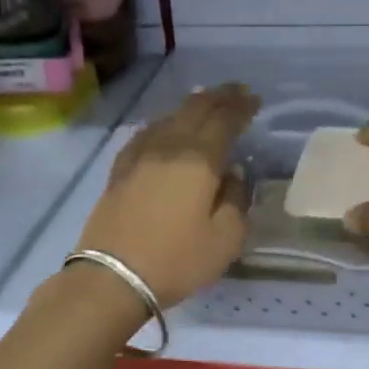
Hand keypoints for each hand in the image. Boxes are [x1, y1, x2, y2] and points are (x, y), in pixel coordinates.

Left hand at [74, 83, 258, 307]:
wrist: (113, 276)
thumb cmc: (177, 260)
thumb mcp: (225, 239)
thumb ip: (236, 201)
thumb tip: (233, 175)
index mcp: (199, 159)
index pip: (224, 119)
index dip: (241, 107)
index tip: (255, 100)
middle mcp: (168, 146)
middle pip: (195, 109)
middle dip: (219, 97)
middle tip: (236, 92)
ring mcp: (139, 156)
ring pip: (169, 117)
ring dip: (192, 106)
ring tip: (206, 103)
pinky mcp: (120, 170)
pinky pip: (147, 134)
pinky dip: (165, 124)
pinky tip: (166, 128)